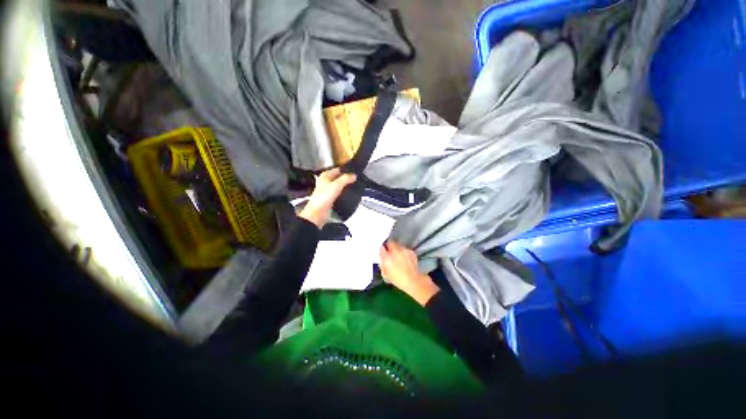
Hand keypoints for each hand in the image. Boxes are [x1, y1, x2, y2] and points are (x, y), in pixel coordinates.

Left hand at [299, 168, 355, 226]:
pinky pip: (340, 194)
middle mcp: (326, 182)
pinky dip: (344, 194)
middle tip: (356, 179)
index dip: (346, 170)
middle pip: (339, 178)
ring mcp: (328, 191)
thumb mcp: (336, 185)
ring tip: (354, 186)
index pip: (338, 169)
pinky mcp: (331, 199)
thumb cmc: (322, 198)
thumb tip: (354, 175)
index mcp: (325, 176)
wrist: (318, 213)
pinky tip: (349, 195)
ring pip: (340, 186)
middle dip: (347, 179)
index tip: (354, 172)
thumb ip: (346, 179)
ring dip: (346, 187)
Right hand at [379, 241, 439, 305]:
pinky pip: (405, 249)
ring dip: (397, 249)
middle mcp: (396, 251)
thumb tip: (381, 255)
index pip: (382, 248)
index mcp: (387, 257)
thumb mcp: (385, 273)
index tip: (382, 251)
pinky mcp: (411, 252)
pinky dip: (403, 252)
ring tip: (397, 256)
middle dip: (389, 246)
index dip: (382, 249)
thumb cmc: (397, 280)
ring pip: (398, 245)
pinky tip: (404, 258)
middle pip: (390, 243)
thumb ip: (382, 262)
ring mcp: (404, 250)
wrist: (413, 281)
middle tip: (389, 253)